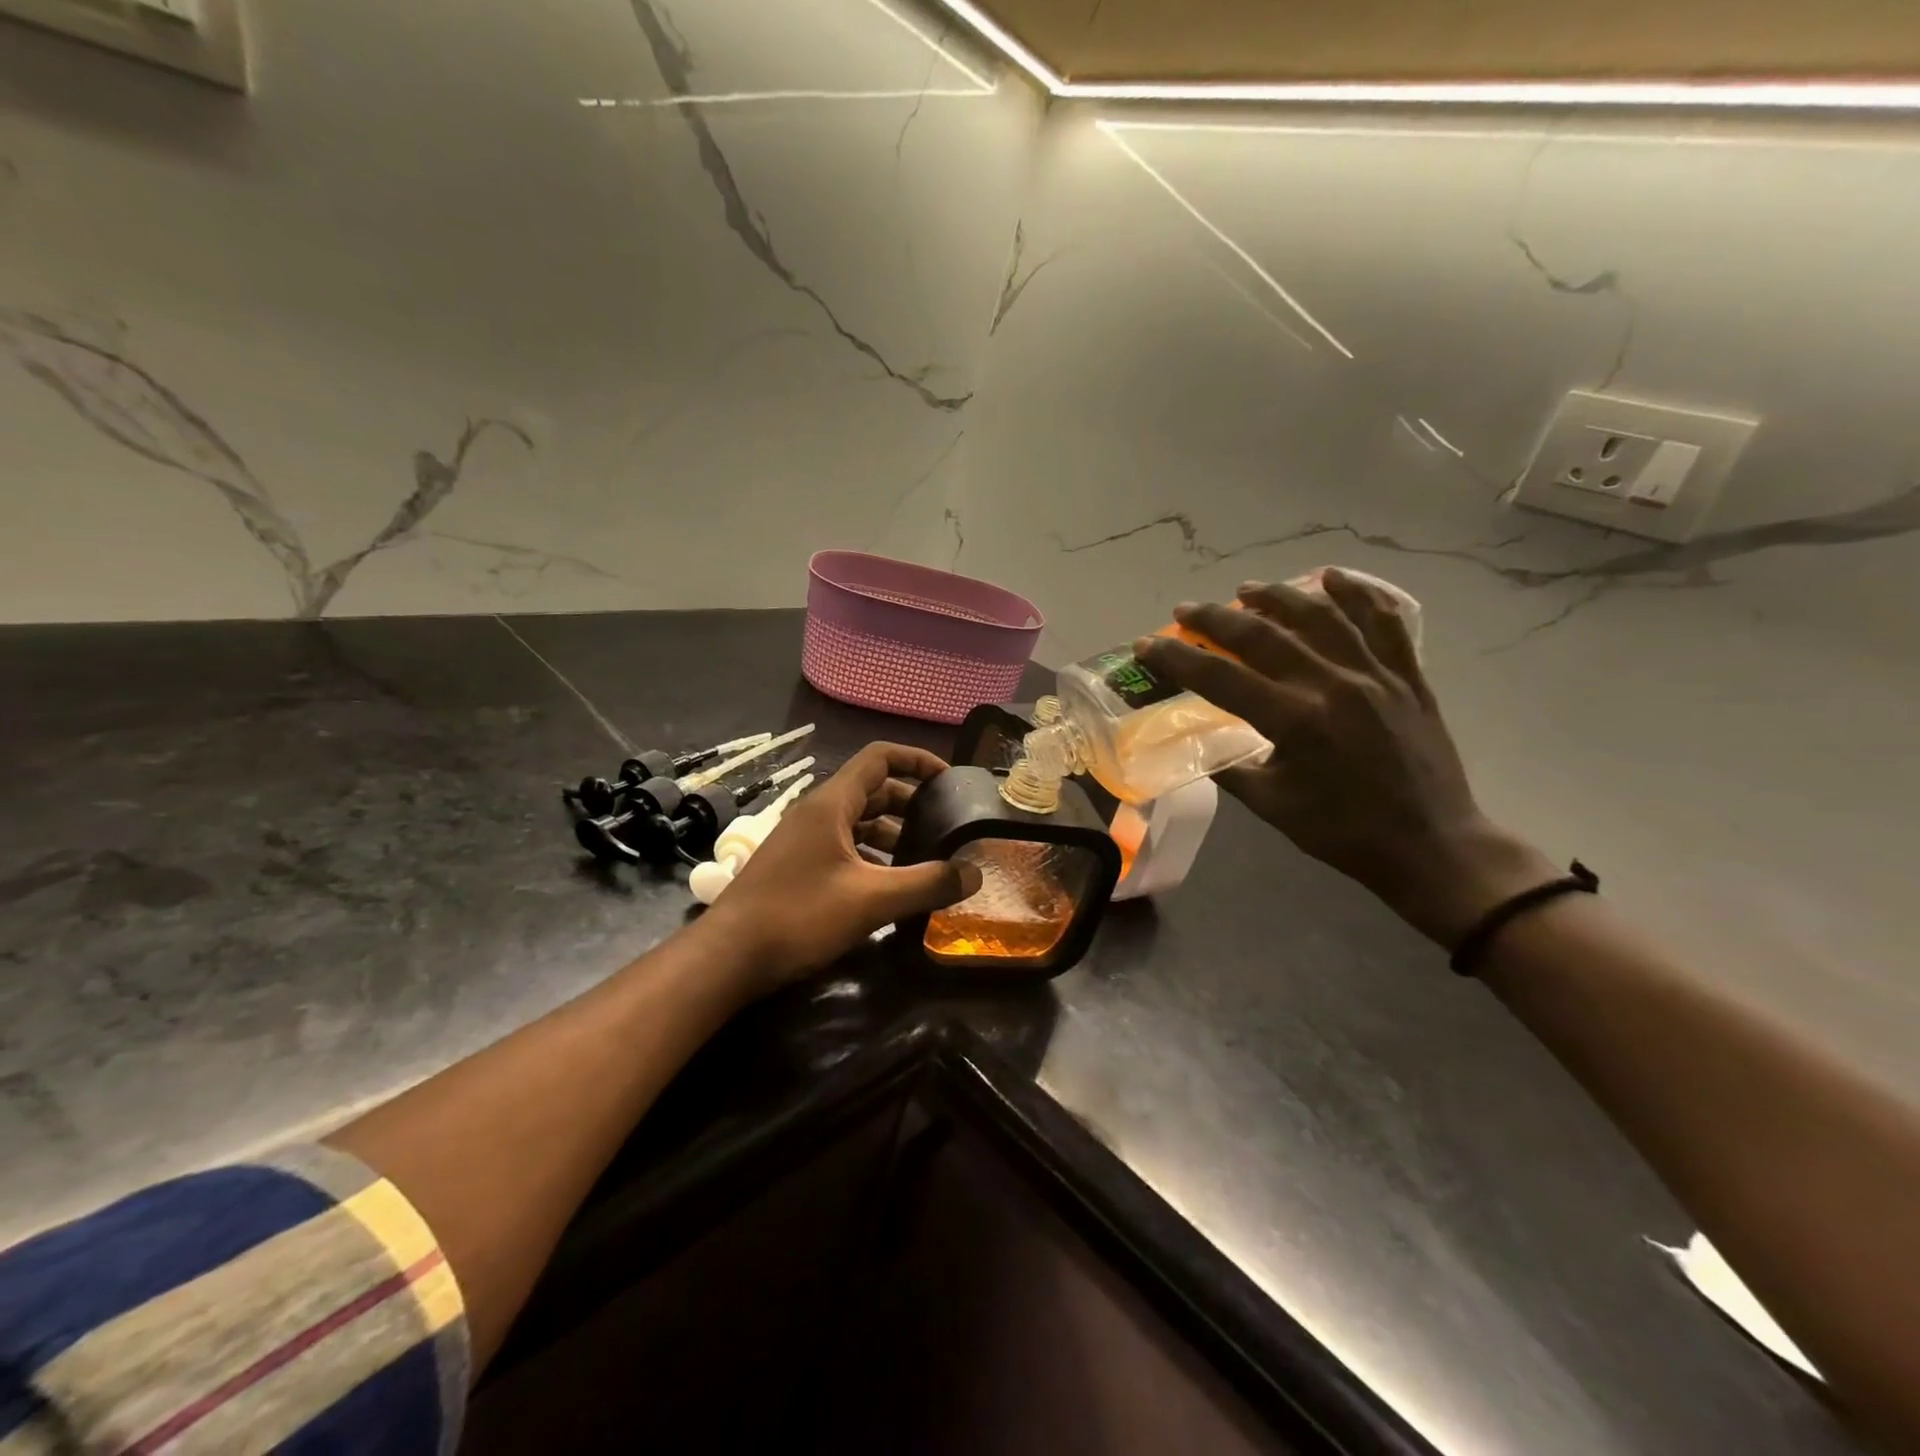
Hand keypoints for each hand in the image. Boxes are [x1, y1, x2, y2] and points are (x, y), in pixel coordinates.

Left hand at [696, 742, 982, 994]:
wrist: (727, 957)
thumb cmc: (799, 915)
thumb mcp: (871, 900)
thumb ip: (927, 883)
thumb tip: (975, 874)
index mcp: (832, 804)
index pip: (880, 757)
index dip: (917, 760)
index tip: (949, 780)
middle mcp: (816, 813)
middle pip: (872, 790)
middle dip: (911, 803)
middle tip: (945, 825)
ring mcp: (803, 840)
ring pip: (858, 822)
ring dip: (892, 833)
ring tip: (926, 858)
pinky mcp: (796, 866)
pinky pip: (843, 846)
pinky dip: (871, 856)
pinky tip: (890, 885)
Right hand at [1136, 571, 1557, 944]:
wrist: (1431, 845)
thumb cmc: (1342, 832)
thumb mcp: (1272, 806)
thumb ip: (1230, 769)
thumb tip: (1198, 745)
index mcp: (1294, 721)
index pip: (1220, 677)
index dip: (1177, 658)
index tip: (1147, 644)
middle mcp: (1332, 685)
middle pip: (1263, 635)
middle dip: (1216, 619)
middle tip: (1185, 610)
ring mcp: (1375, 675)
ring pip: (1321, 616)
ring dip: (1277, 597)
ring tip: (1247, 589)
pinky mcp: (1407, 676)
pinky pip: (1383, 622)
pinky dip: (1357, 595)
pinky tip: (1332, 578)